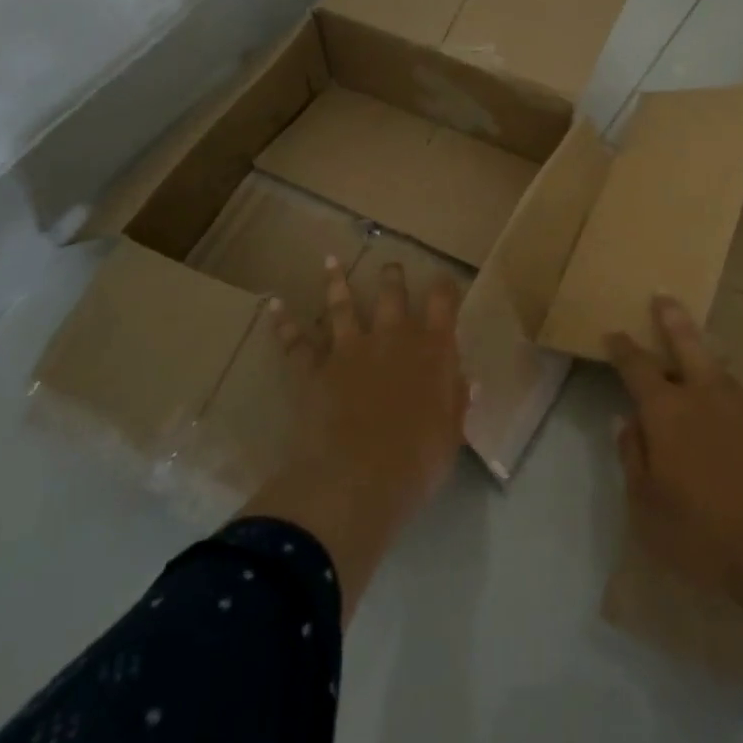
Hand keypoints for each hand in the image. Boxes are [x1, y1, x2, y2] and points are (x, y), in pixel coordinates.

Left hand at [240, 256, 469, 621]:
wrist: (357, 480)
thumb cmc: (417, 461)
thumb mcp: (451, 434)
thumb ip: (457, 401)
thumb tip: (468, 380)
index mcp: (432, 349)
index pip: (442, 302)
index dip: (444, 288)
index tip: (444, 282)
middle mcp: (391, 337)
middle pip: (391, 293)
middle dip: (392, 277)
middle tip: (391, 266)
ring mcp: (349, 349)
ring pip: (342, 305)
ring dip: (336, 282)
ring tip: (330, 262)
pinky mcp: (313, 369)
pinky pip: (296, 342)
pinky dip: (284, 323)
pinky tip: (274, 304)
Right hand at [608, 296, 742, 598]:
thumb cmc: (702, 532)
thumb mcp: (646, 506)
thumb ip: (632, 457)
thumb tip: (625, 422)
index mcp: (667, 411)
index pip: (637, 367)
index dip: (623, 349)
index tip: (614, 333)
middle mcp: (708, 395)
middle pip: (686, 343)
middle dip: (671, 319)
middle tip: (664, 297)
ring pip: (722, 377)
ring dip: (707, 371)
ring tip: (702, 380)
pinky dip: (737, 416)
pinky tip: (741, 440)